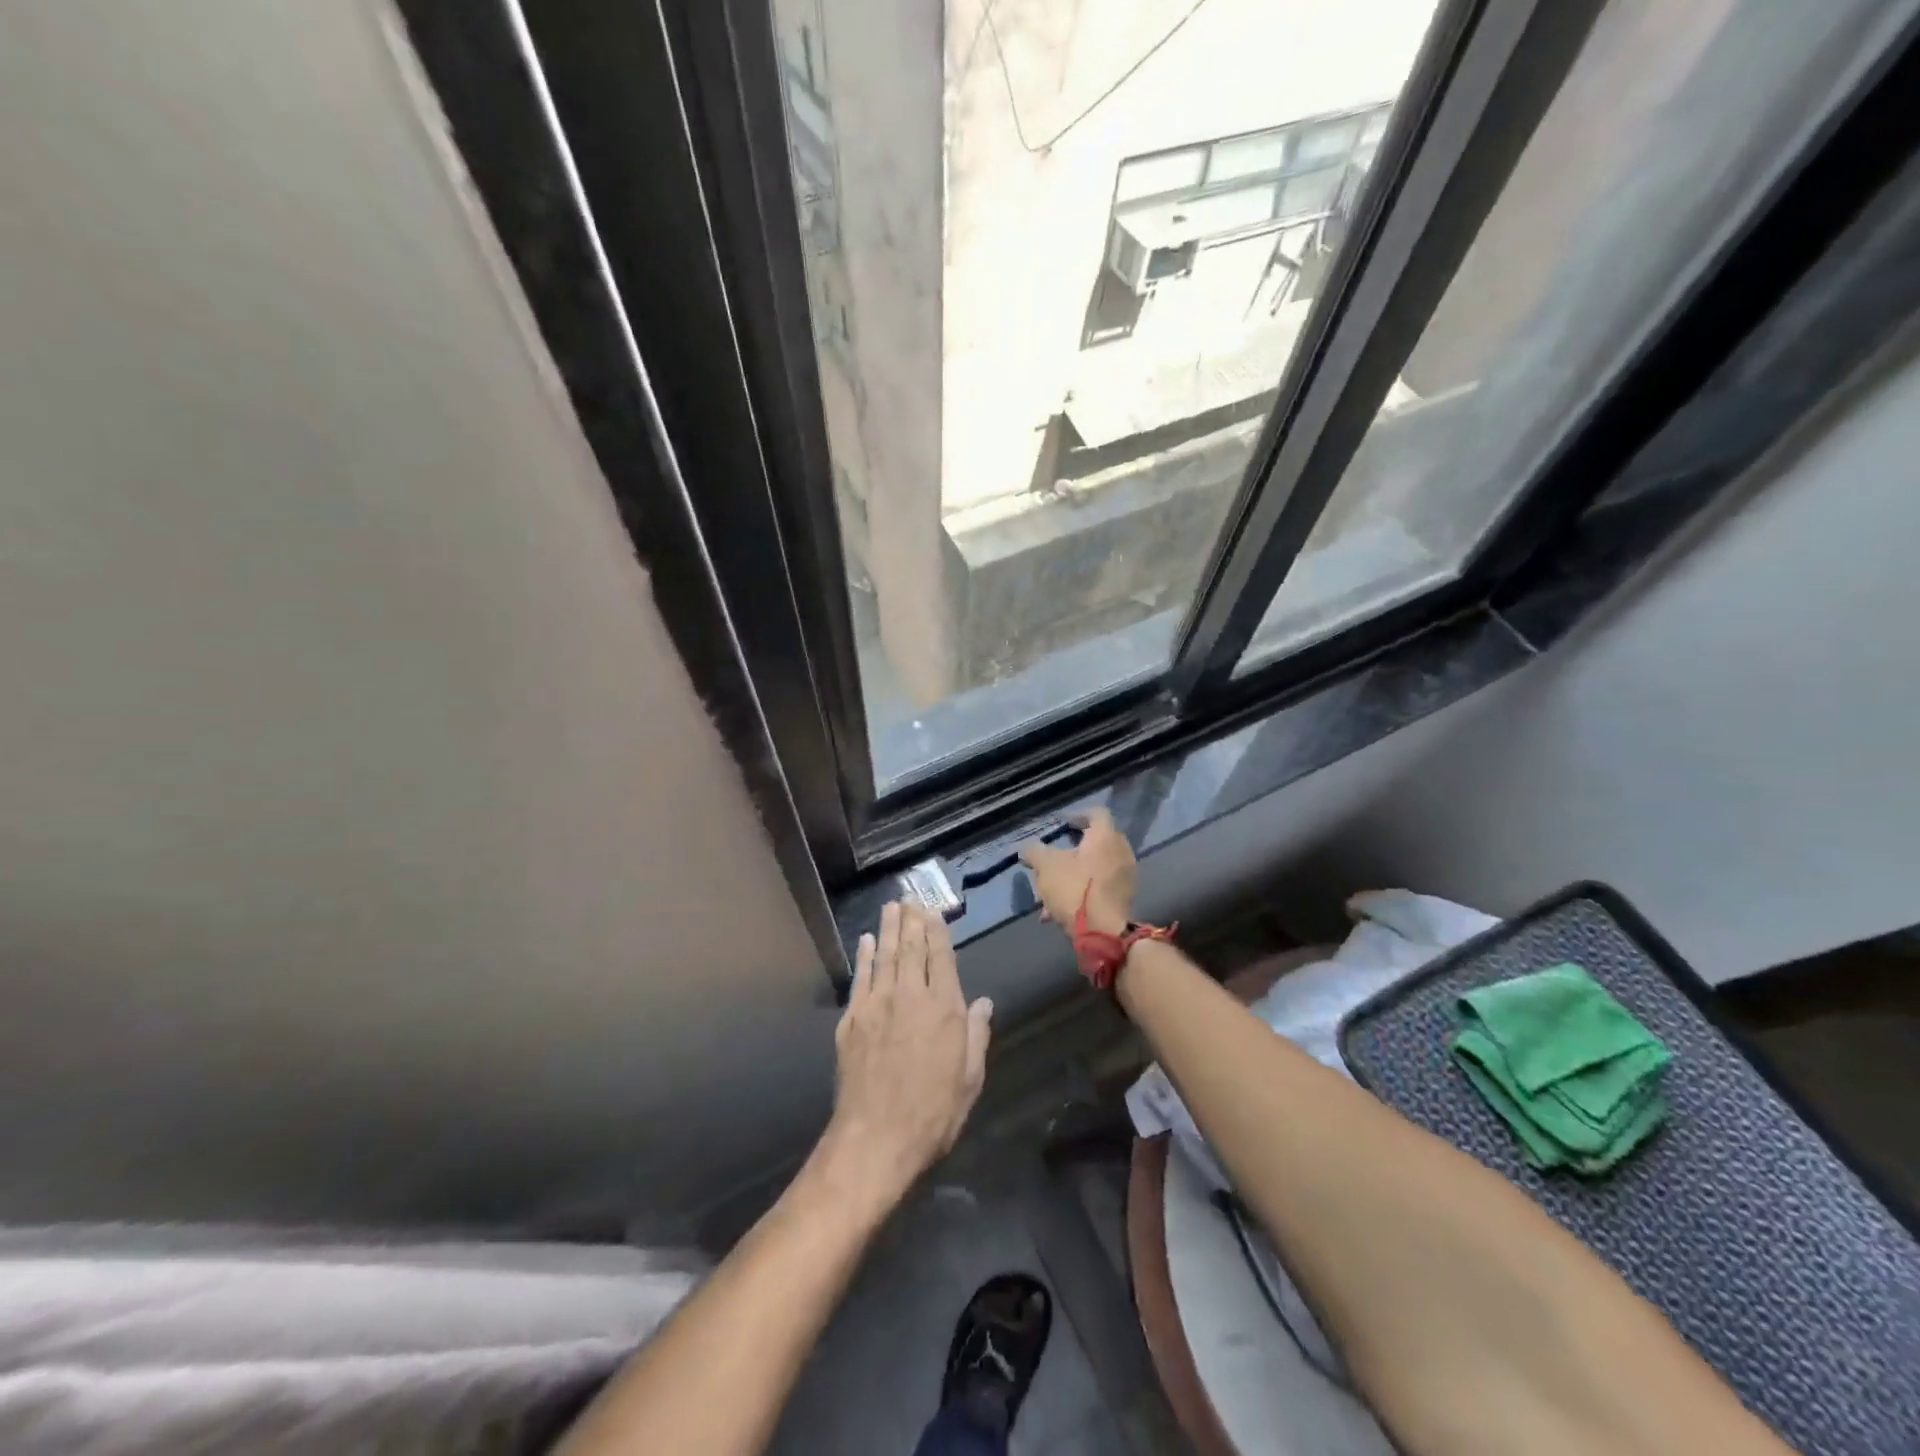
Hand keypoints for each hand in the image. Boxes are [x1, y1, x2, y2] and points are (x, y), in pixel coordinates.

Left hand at [821, 902, 992, 1208]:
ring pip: (884, 956)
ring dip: (888, 929)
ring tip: (891, 906)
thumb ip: (976, 1034)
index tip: (934, 911)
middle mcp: (910, 996)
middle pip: (911, 948)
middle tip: (910, 898)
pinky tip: (866, 941)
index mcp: (944, 1008)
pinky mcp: (851, 1020)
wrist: (876, 1138)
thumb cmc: (933, 1113)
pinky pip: (860, 978)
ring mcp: (877, 1005)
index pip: (941, 957)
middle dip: (911, 920)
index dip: (937, 931)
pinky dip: (864, 956)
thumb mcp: (970, 1079)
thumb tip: (983, 1001)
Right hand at [1019, 808, 1136, 935]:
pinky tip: (1056, 912)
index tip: (1063, 825)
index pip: (1097, 813)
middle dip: (1072, 850)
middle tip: (1054, 857)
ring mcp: (1125, 877)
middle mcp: (1121, 852)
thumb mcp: (1045, 866)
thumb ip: (1034, 852)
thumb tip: (1026, 849)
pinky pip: (1099, 889)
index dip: (1078, 815)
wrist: (1103, 932)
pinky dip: (1081, 893)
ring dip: (1073, 876)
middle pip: (1096, 843)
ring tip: (1048, 892)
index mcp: (1105, 837)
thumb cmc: (1074, 889)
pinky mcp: (1124, 900)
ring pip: (1095, 869)